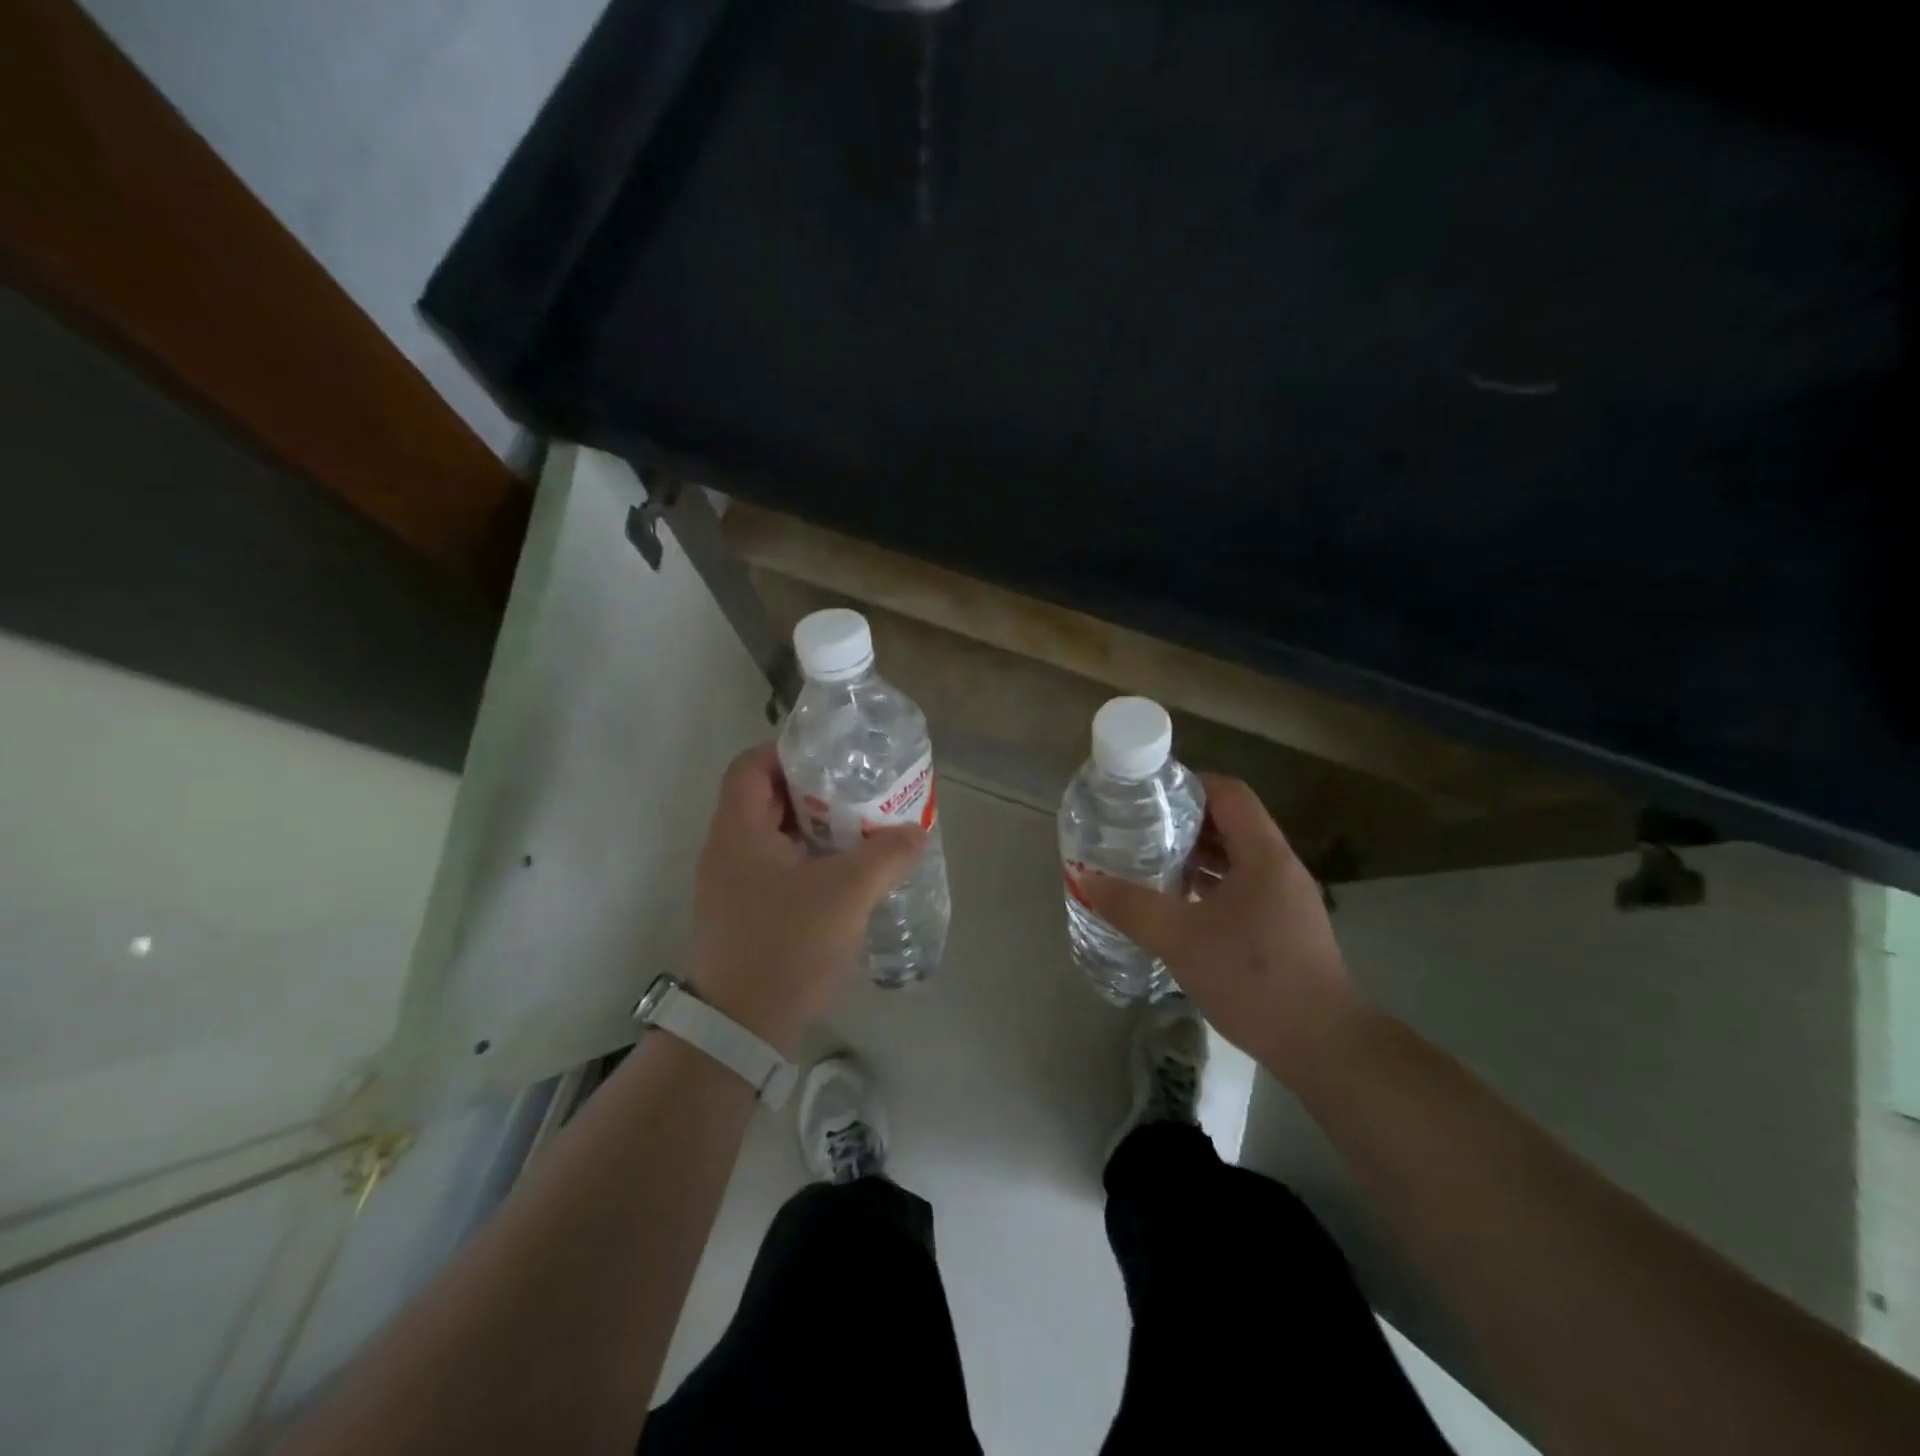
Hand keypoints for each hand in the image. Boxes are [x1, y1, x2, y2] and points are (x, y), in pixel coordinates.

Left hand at [690, 743, 925, 1053]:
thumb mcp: (846, 893)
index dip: (788, 751)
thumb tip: (915, 831)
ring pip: (773, 836)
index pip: (751, 765)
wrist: (741, 1028)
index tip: (833, 757)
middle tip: (858, 792)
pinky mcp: (744, 913)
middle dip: (812, 791)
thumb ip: (885, 855)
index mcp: (738, 831)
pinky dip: (808, 860)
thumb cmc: (786, 945)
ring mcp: (732, 884)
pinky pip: (776, 867)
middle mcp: (727, 850)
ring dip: (813, 828)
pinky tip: (845, 875)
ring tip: (859, 829)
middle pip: (765, 798)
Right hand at [1077, 774, 1362, 1085]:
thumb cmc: (1253, 979)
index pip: (1229, 792)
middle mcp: (1280, 867)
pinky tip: (1181, 907)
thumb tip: (1088, 881)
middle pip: (1231, 823)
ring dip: (1197, 857)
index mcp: (1264, 854)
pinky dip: (1211, 885)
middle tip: (1140, 831)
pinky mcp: (1286, 926)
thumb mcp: (1181, 940)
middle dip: (1185, 823)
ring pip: (1237, 858)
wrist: (1322, 1045)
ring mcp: (1287, 898)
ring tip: (1153, 865)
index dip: (1189, 785)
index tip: (1149, 797)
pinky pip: (1244, 887)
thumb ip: (1133, 907)